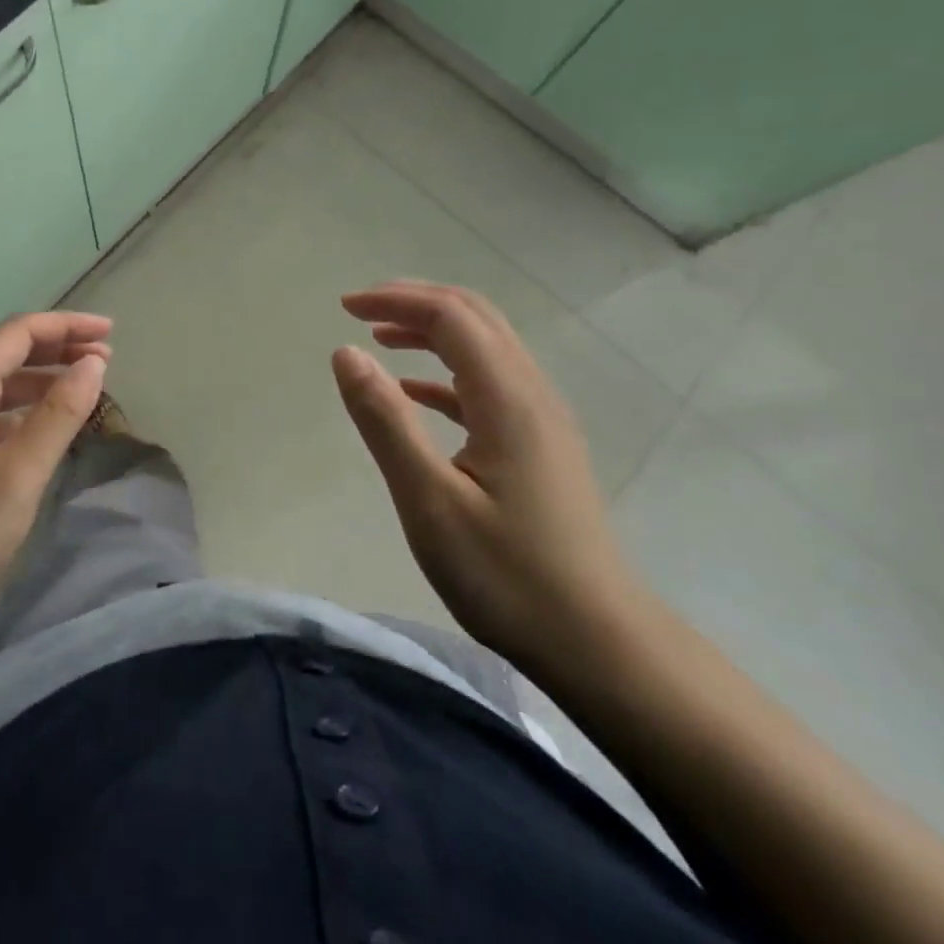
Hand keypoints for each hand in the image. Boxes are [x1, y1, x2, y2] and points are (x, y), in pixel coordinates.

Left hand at [0, 311, 112, 660]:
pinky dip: (17, 412)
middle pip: (2, 355)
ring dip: (38, 380)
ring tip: (81, 387)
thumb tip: (93, 363)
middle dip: (55, 349)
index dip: (66, 326)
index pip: (16, 334)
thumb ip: (57, 417)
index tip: (111, 332)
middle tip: (104, 357)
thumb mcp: (14, 480)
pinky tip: (36, 432)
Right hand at [331, 280, 645, 681]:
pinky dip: (446, 371)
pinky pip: (489, 384)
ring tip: (381, 339)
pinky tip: (415, 392)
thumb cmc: (507, 575)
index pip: (450, 316)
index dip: (395, 300)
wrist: (599, 644)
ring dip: (432, 330)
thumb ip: (386, 421)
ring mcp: (541, 419)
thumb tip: (346, 353)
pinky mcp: (540, 445)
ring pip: (485, 346)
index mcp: (507, 398)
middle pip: (475, 317)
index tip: (344, 307)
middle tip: (360, 310)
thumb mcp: (429, 501)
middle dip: (415, 302)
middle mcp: (531, 393)